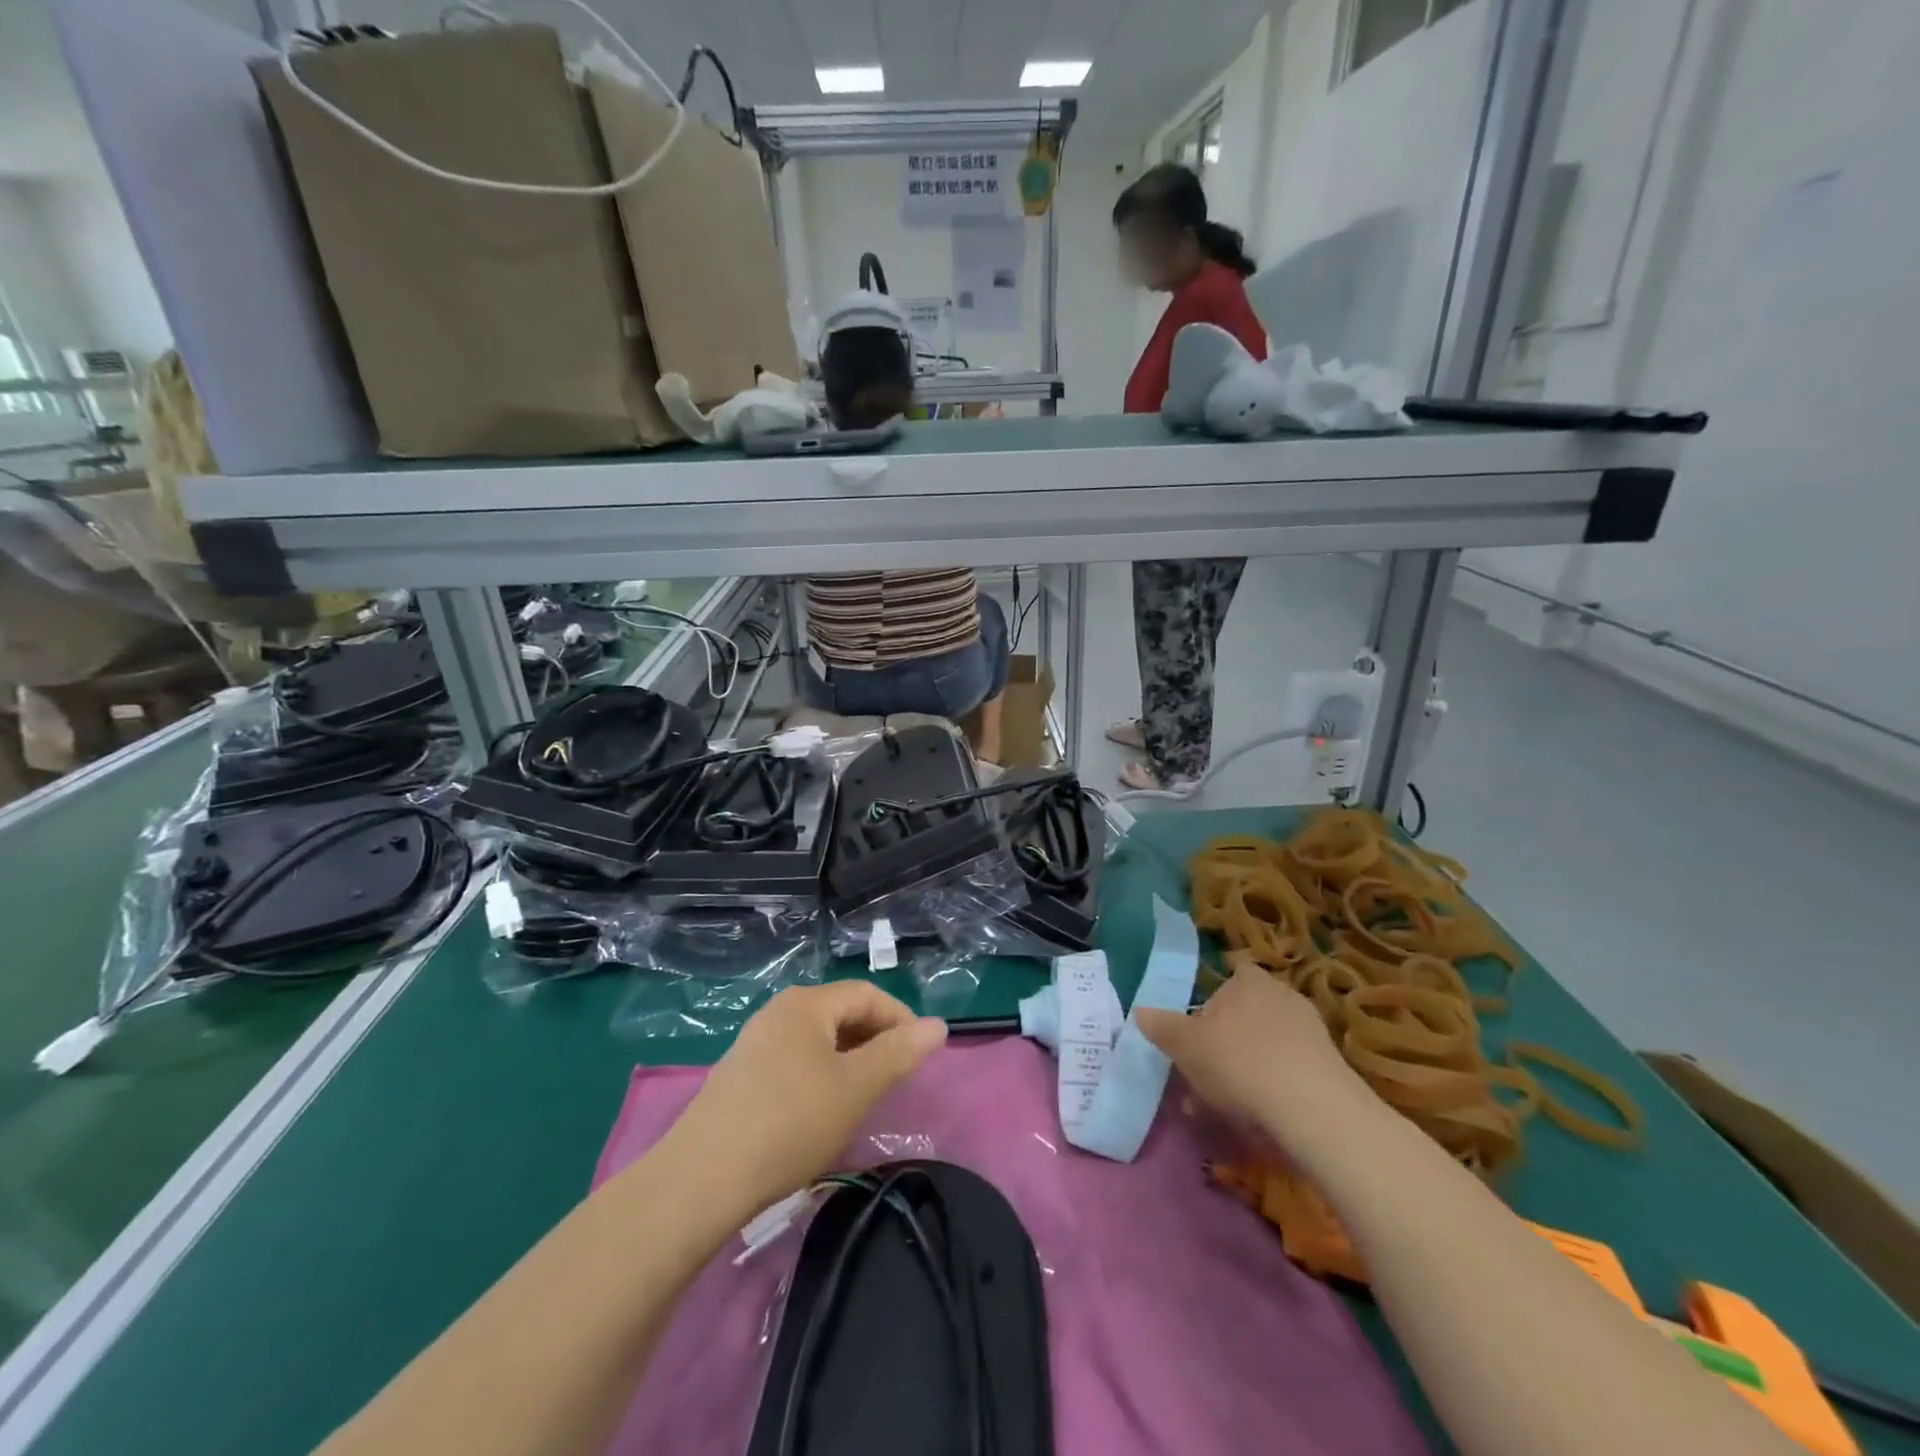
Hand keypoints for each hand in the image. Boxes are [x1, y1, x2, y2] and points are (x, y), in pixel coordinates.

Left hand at [671, 983, 947, 1212]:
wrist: (701, 1179)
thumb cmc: (790, 1122)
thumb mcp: (856, 1087)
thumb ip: (899, 1053)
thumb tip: (938, 1025)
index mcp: (806, 1004)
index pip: (867, 994)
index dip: (901, 1019)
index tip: (921, 1057)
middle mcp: (778, 1012)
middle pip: (841, 1013)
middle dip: (875, 1040)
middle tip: (895, 1079)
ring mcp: (754, 1043)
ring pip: (817, 1040)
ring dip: (849, 1060)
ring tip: (864, 1096)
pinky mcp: (740, 1076)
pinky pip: (794, 1061)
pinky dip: (820, 1075)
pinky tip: (820, 1111)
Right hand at [1136, 964, 1370, 1149]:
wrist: (1314, 1111)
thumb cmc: (1240, 1062)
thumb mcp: (1186, 1046)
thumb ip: (1162, 1027)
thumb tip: (1140, 1011)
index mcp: (1249, 981)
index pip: (1232, 974)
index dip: (1214, 1000)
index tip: (1201, 1028)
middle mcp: (1283, 996)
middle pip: (1248, 1012)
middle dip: (1228, 1040)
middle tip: (1205, 1073)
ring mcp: (1312, 1032)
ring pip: (1268, 1045)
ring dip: (1248, 1068)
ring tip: (1224, 1106)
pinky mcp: (1330, 1069)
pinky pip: (1290, 1072)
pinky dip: (1274, 1088)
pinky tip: (1257, 1118)